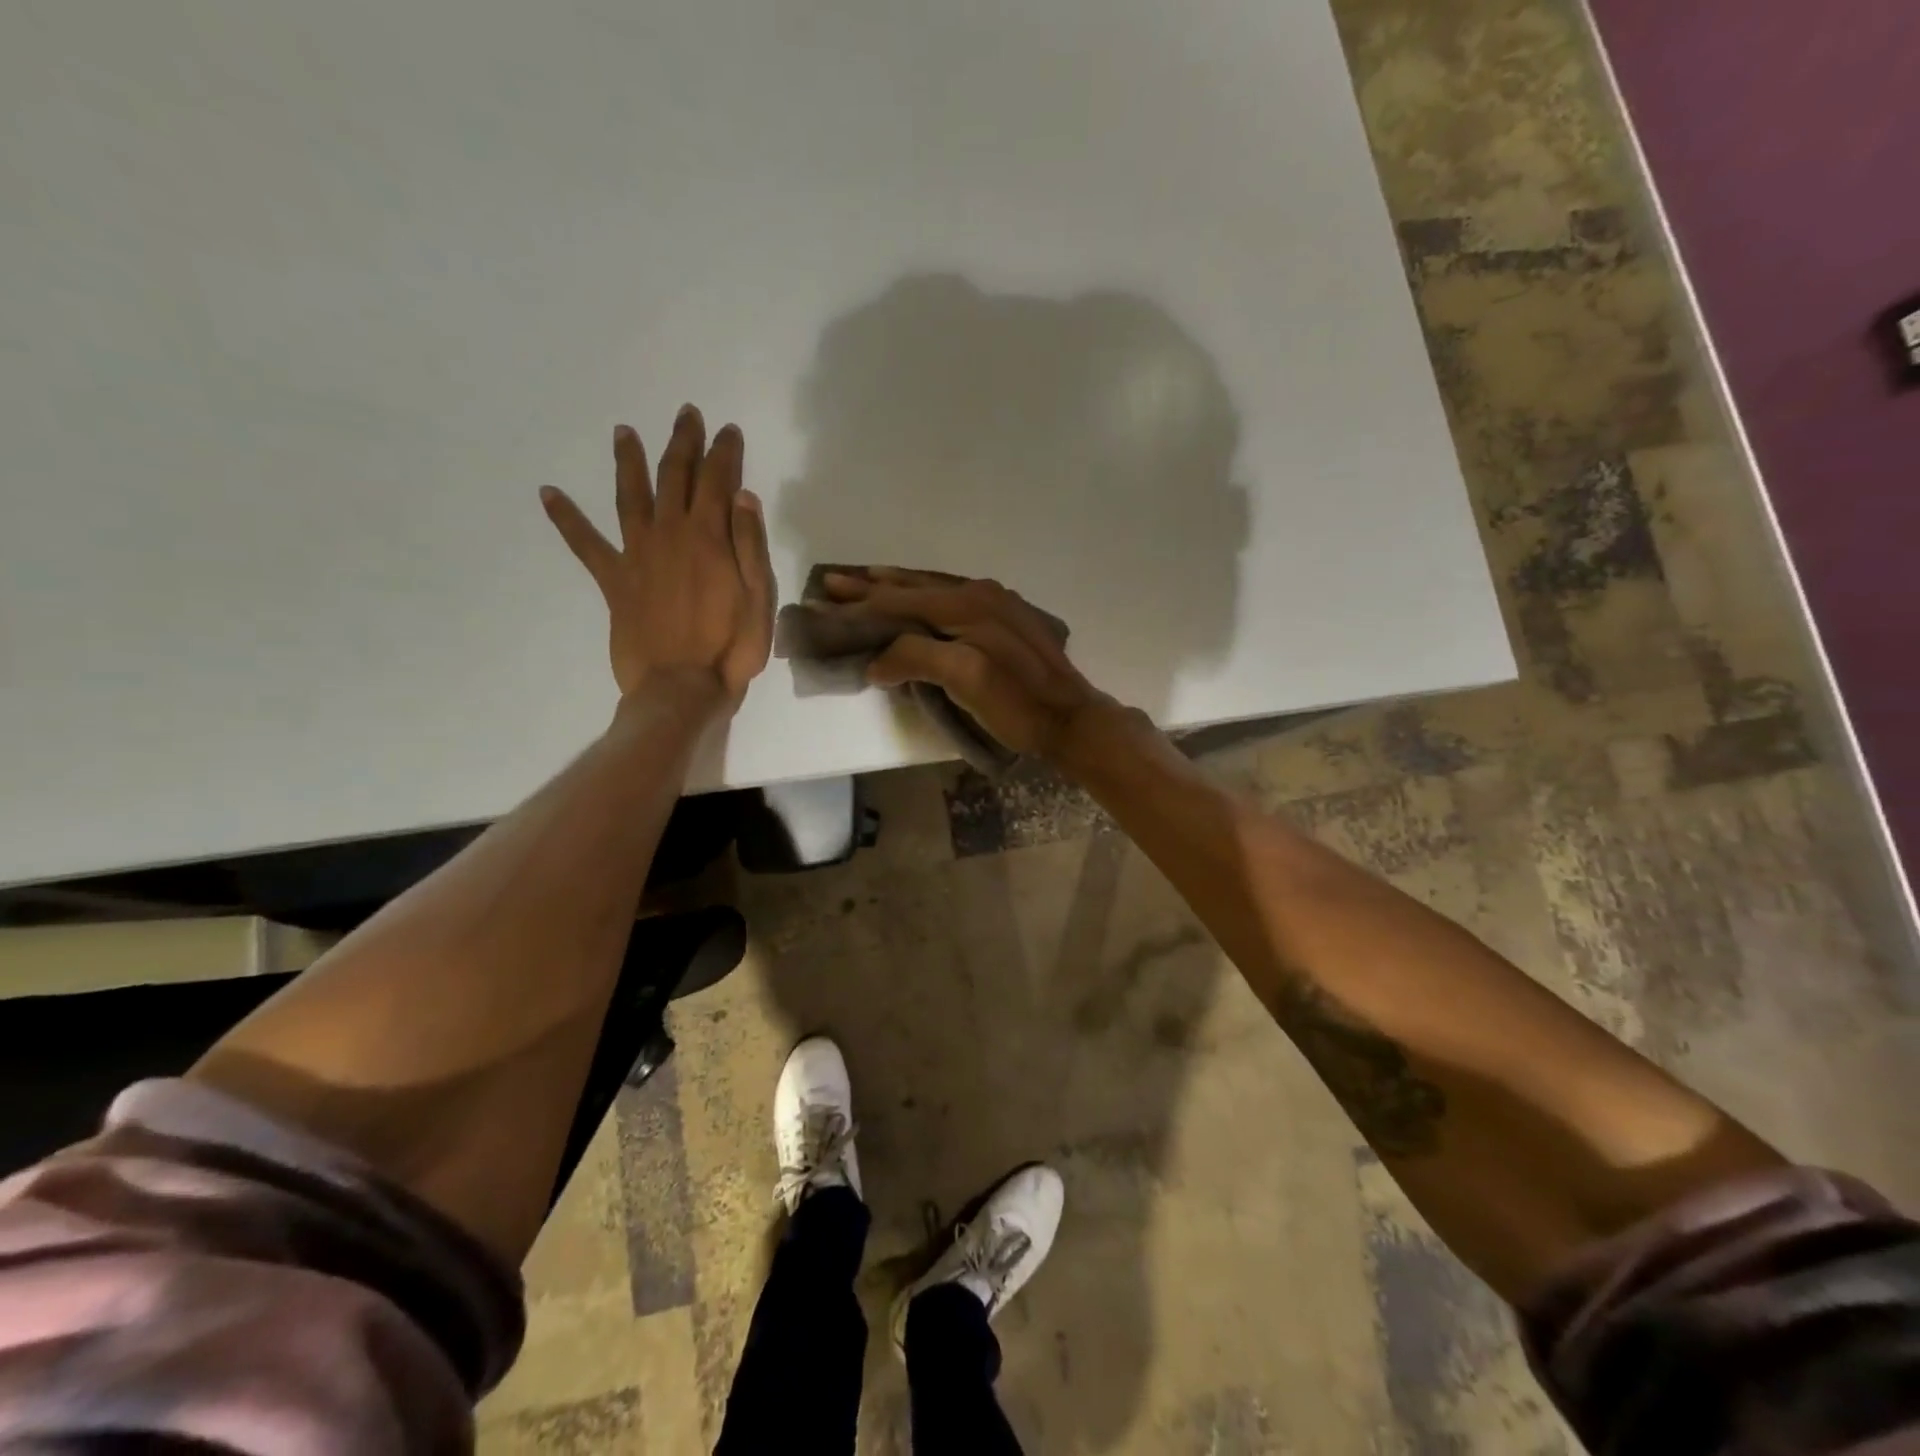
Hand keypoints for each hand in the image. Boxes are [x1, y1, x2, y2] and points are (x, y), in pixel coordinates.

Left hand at [541, 407, 775, 707]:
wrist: (680, 688)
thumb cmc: (730, 648)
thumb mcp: (759, 598)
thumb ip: (750, 545)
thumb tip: (743, 495)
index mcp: (709, 537)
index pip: (718, 480)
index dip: (724, 452)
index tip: (727, 430)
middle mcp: (669, 534)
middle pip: (675, 476)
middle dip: (682, 443)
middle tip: (686, 414)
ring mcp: (637, 554)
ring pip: (630, 496)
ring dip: (628, 462)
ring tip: (623, 431)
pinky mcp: (614, 580)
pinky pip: (585, 544)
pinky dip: (566, 518)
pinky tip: (548, 493)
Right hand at [823, 567, 1114, 759]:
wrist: (1071, 718)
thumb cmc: (1016, 704)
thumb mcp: (965, 681)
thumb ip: (917, 659)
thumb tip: (876, 661)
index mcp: (966, 604)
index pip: (900, 601)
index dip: (859, 605)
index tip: (824, 604)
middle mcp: (979, 592)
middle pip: (914, 587)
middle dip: (871, 586)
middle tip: (831, 582)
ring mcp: (995, 602)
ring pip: (933, 587)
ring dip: (895, 585)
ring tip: (864, 579)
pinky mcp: (1004, 616)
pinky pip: (951, 596)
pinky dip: (923, 594)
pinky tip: (915, 597)